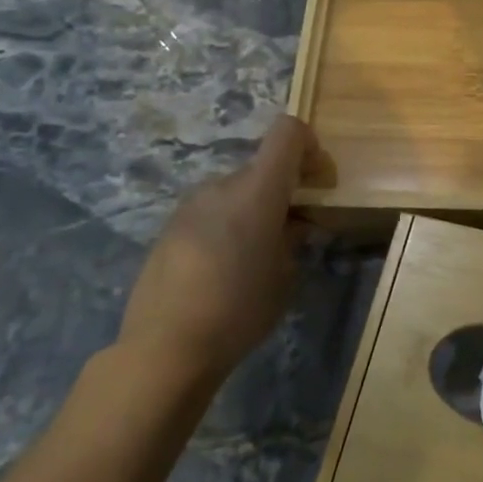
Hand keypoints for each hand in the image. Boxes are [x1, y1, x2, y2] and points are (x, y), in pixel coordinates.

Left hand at [117, 114, 313, 390]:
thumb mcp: (285, 275)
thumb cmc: (240, 309)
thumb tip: (294, 223)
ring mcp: (190, 205)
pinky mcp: (169, 228)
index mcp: (257, 189)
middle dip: (284, 189)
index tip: (317, 181)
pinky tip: (224, 269)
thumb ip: (293, 237)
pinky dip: (228, 225)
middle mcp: (221, 185)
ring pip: (236, 191)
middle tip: (294, 230)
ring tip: (257, 256)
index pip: (287, 132)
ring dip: (254, 209)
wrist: (164, 349)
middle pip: (263, 167)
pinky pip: (211, 212)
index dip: (309, 145)